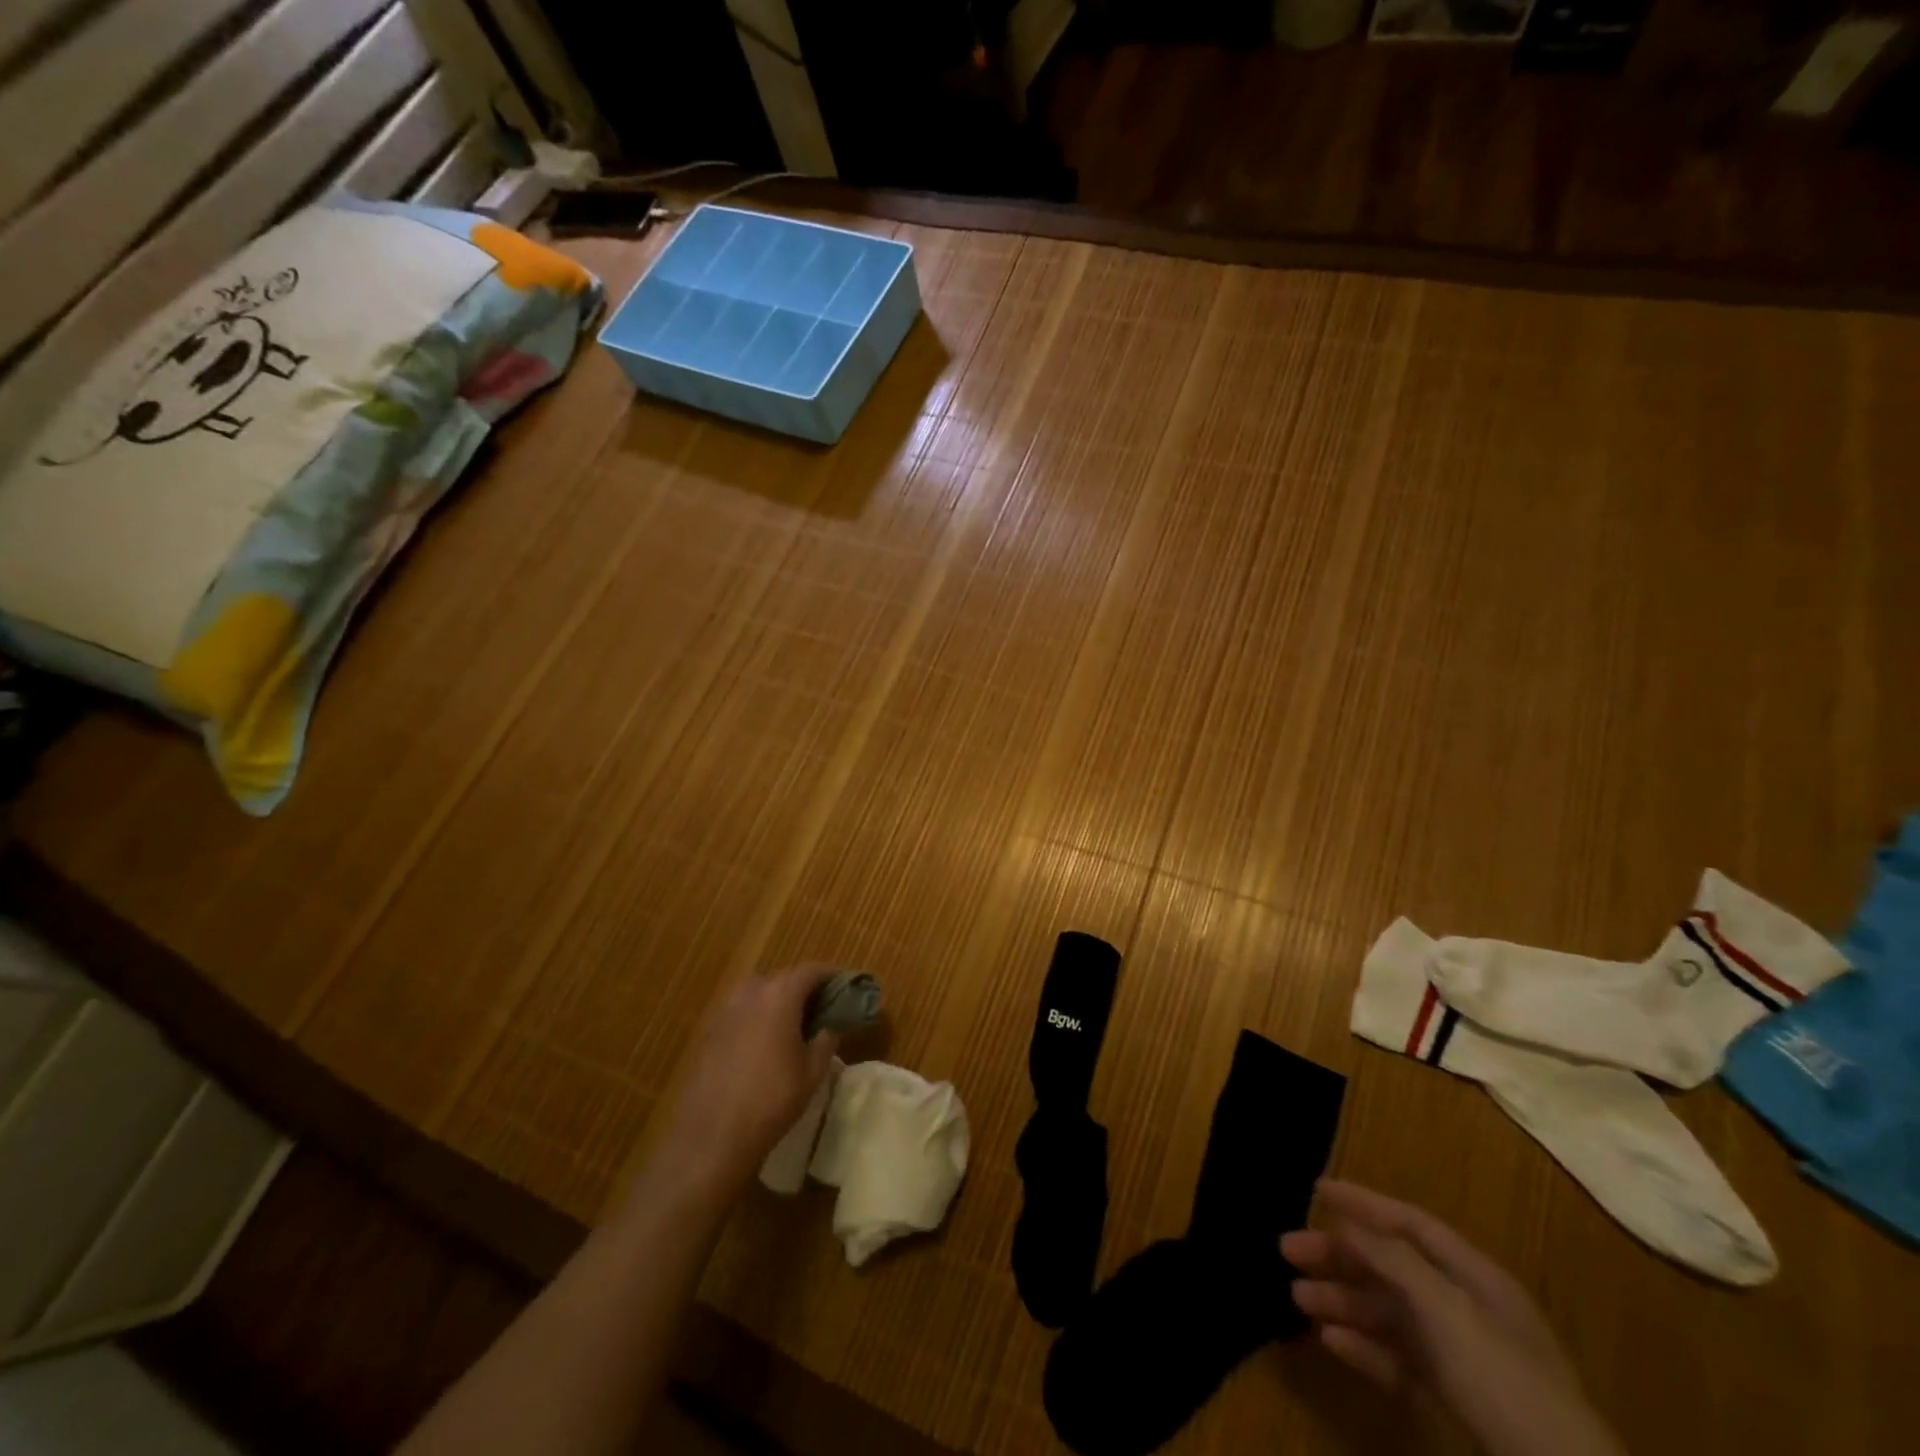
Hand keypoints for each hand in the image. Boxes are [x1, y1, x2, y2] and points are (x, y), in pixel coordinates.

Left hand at [652, 964, 839, 1203]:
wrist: (712, 1135)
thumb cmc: (771, 1100)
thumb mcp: (812, 1073)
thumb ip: (826, 1041)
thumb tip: (830, 1027)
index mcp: (780, 996)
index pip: (810, 970)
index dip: (830, 974)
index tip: (845, 985)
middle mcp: (751, 994)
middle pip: (782, 976)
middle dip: (803, 986)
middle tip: (821, 1006)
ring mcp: (725, 1011)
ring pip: (757, 990)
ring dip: (777, 998)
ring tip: (791, 1021)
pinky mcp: (709, 1031)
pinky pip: (739, 1010)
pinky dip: (756, 1014)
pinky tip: (762, 1041)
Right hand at [1281, 1180, 1623, 1455]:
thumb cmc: (1502, 1378)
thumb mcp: (1446, 1307)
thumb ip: (1393, 1258)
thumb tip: (1347, 1219)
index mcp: (1473, 1275)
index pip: (1410, 1222)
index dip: (1363, 1201)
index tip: (1314, 1188)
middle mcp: (1463, 1306)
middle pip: (1390, 1265)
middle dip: (1339, 1254)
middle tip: (1288, 1249)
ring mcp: (1458, 1354)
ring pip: (1387, 1312)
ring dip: (1342, 1300)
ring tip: (1297, 1297)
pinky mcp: (1451, 1397)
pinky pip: (1397, 1358)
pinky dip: (1363, 1346)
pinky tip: (1331, 1340)